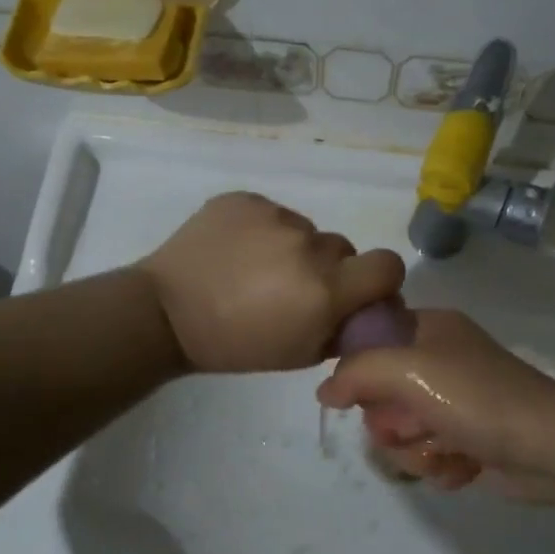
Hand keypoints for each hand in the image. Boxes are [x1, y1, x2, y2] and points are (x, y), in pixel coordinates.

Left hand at [139, 192, 404, 372]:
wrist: (166, 313)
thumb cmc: (236, 345)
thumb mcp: (299, 354)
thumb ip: (342, 330)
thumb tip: (366, 309)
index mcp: (325, 288)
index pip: (388, 265)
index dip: (379, 279)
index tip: (359, 291)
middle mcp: (307, 245)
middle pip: (342, 249)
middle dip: (328, 268)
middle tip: (292, 289)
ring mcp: (274, 216)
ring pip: (304, 230)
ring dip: (292, 249)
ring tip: (254, 270)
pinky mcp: (244, 199)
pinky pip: (271, 214)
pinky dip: (262, 231)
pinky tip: (235, 252)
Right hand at [316, 309, 554, 497]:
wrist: (549, 448)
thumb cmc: (476, 398)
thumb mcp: (408, 370)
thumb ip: (356, 373)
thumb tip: (325, 392)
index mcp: (429, 329)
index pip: (370, 341)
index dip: (361, 371)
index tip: (364, 396)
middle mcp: (440, 361)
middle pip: (381, 395)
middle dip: (392, 422)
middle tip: (413, 426)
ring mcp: (456, 402)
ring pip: (402, 431)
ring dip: (416, 450)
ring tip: (444, 451)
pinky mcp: (469, 439)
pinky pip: (429, 454)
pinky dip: (440, 466)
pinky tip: (461, 467)